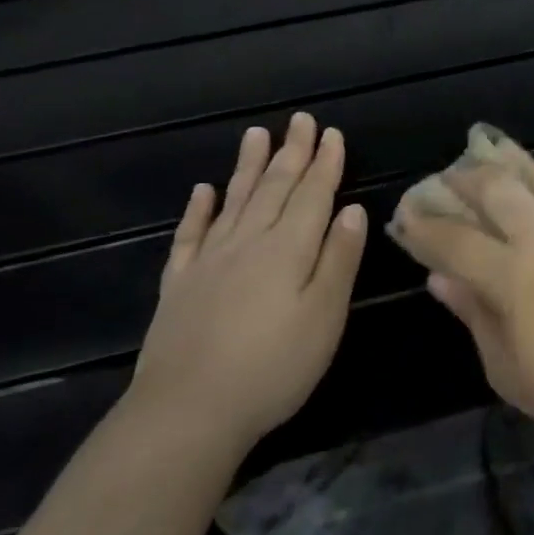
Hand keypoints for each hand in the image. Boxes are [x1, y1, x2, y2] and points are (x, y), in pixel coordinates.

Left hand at [129, 114, 365, 456]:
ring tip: (256, 134)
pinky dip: (198, 210)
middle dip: (292, 152)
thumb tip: (353, 211)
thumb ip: (339, 260)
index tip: (332, 133)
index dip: (325, 163)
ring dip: (248, 166)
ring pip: (235, 201)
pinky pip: (190, 236)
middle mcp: (249, 242)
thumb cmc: (272, 368)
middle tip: (300, 120)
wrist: (186, 414)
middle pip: (275, 188)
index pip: (313, 194)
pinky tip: (203, 191)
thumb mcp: (324, 317)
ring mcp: (209, 261)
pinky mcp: (180, 285)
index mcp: (289, 248)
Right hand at [389, 154, 533, 460]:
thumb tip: (439, 277)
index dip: (426, 225)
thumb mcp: (509, 371)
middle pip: (495, 190)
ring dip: (507, 163)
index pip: (455, 240)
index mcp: (511, 277)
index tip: (406, 214)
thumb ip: (474, 315)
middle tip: (445, 177)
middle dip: (463, 179)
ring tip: (486, 153)